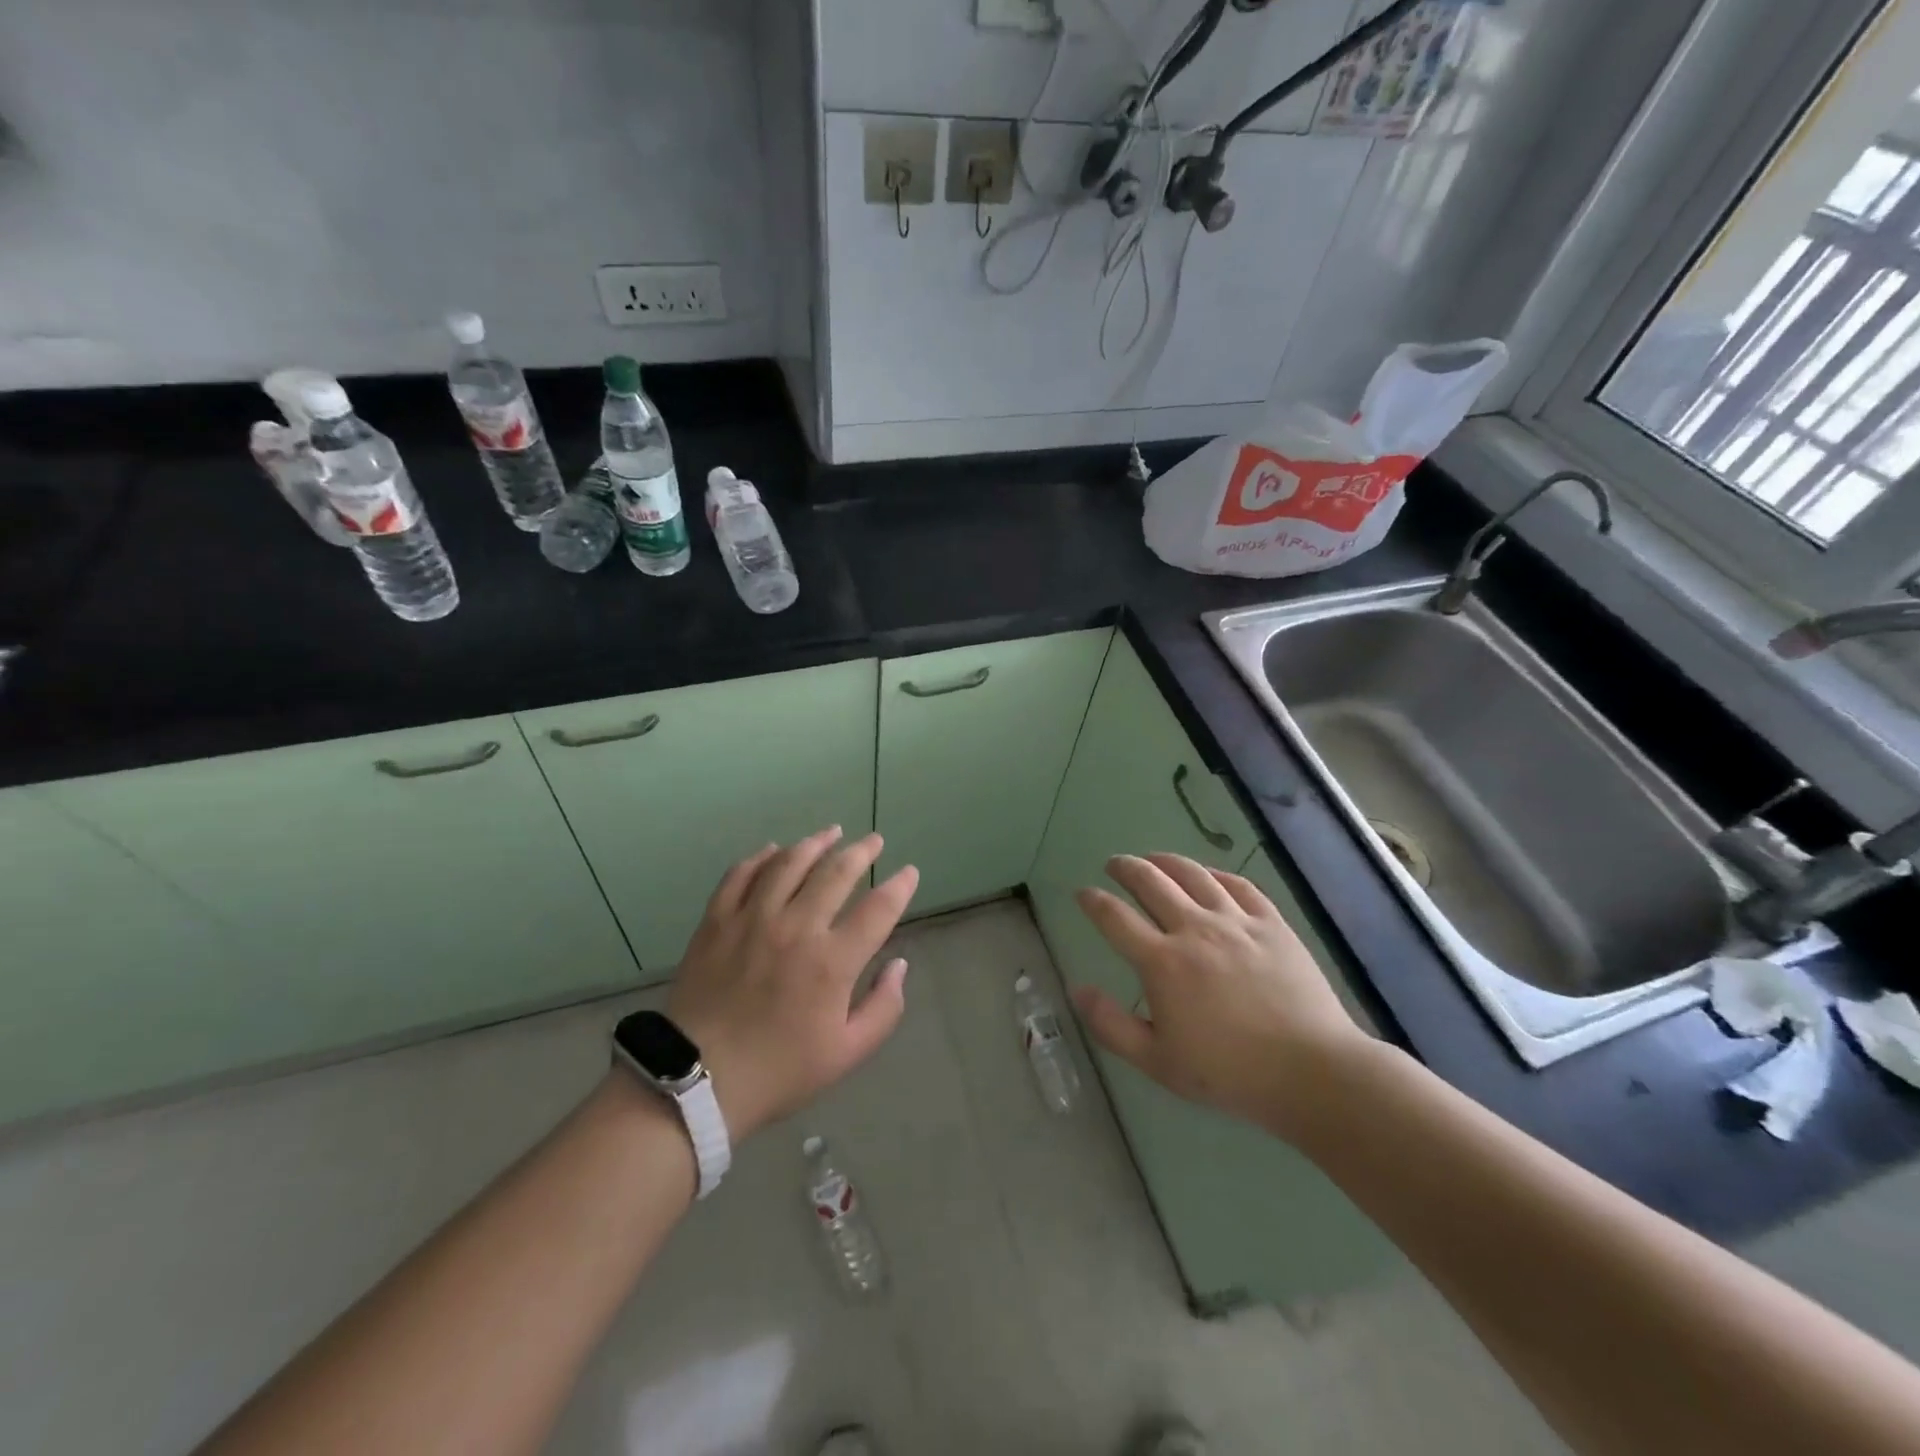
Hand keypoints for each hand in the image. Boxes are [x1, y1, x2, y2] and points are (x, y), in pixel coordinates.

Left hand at [666, 827, 918, 1140]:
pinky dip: (761, 857)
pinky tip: (774, 850)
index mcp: (832, 962)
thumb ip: (884, 1007)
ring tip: (831, 832)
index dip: (899, 887)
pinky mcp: (717, 921)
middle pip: (835, 873)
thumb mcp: (846, 1054)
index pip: (878, 909)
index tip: (909, 873)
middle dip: (861, 851)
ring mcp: (752, 919)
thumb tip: (900, 965)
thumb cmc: (778, 1071)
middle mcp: (796, 928)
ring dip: (815, 843)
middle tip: (874, 840)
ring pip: (789, 863)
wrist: (696, 1081)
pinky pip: (741, 875)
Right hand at [1071, 852, 1375, 1140]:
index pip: (1115, 918)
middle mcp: (1194, 929)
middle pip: (1150, 882)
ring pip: (1192, 874)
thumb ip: (1112, 1025)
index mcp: (1162, 963)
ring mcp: (1235, 921)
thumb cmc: (1228, 1072)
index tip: (1083, 893)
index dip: (1093, 901)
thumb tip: (1078, 990)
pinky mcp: (1270, 923)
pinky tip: (1207, 876)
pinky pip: (1237, 885)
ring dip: (1165, 861)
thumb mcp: (1158, 1062)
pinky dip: (1214, 874)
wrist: (1311, 1071)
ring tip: (1153, 859)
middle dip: (1125, 868)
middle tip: (1114, 865)